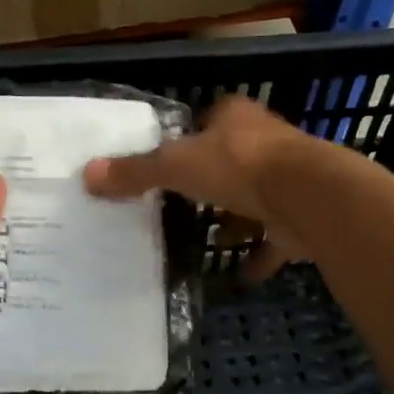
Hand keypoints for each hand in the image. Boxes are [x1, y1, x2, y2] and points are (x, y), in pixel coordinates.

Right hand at [84, 95, 313, 282]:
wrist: (306, 196)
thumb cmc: (238, 166)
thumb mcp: (176, 165)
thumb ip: (135, 171)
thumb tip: (87, 175)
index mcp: (236, 118)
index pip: (209, 119)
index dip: (191, 135)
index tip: (170, 159)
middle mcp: (264, 144)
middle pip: (232, 159)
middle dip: (211, 180)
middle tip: (180, 202)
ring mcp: (287, 181)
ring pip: (255, 198)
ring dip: (234, 218)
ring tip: (203, 238)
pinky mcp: (300, 217)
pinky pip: (273, 240)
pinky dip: (258, 256)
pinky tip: (238, 274)